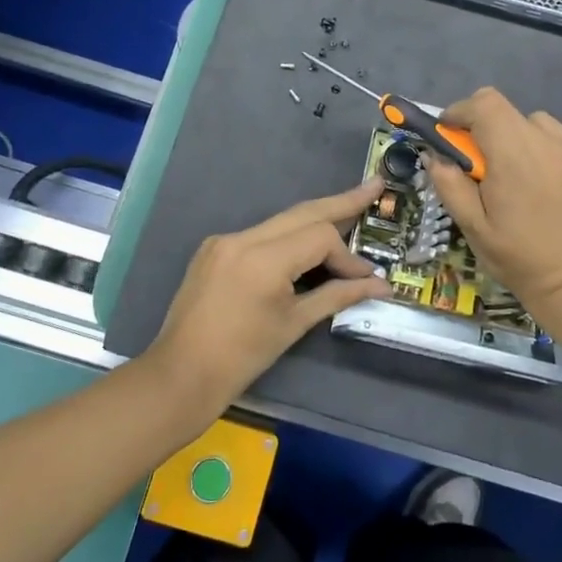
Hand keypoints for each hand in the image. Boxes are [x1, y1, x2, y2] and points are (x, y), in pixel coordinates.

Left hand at [146, 181, 391, 416]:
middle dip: (341, 201)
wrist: (181, 374)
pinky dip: (288, 237)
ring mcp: (224, 240)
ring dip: (315, 220)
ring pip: (281, 221)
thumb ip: (338, 296)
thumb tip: (380, 285)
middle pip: (302, 212)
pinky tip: (307, 243)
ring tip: (350, 208)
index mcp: (262, 259)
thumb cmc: (242, 357)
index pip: (319, 237)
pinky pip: (260, 235)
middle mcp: (242, 238)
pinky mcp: (214, 248)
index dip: (347, 256)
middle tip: (374, 186)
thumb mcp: (295, 324)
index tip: (367, 279)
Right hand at [424, 88, 561, 317]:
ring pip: (533, 122)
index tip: (450, 133)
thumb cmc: (516, 255)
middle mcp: (547, 142)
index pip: (485, 104)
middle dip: (485, 127)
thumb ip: (449, 183)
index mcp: (513, 156)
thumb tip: (434, 154)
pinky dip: (542, 147)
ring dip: (516, 136)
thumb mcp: (471, 225)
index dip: (462, 111)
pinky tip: (542, 179)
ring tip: (514, 172)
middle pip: (506, 109)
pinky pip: (558, 137)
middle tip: (480, 161)